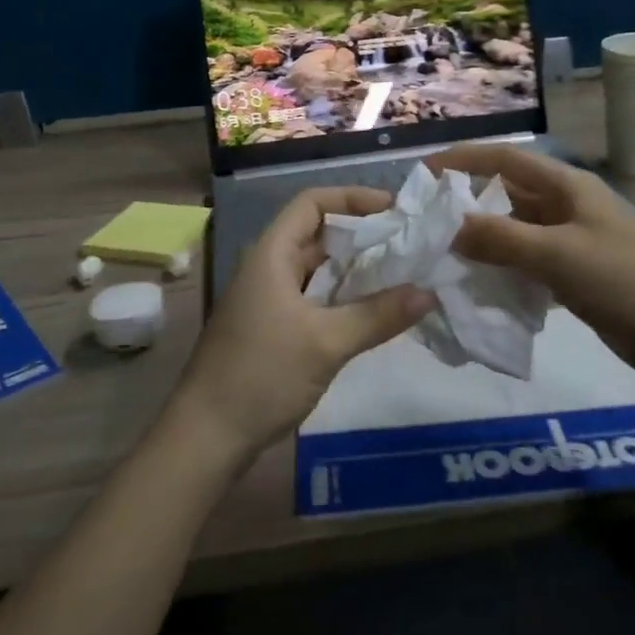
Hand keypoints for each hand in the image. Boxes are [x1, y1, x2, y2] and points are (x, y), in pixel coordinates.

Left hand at [172, 187, 432, 465]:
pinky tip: (373, 310)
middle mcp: (268, 268)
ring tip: (401, 273)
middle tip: (409, 244)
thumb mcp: (325, 343)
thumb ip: (377, 315)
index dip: (352, 198)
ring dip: (355, 268)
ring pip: (317, 269)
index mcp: (271, 255)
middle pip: (318, 234)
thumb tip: (428, 293)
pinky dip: (343, 296)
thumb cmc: (261, 375)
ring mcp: (268, 299)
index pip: (312, 203)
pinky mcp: (272, 327)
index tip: (394, 210)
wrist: (206, 436)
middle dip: (362, 235)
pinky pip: (313, 297)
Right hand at [429, 144, 634, 388]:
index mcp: (565, 187)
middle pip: (505, 194)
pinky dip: (501, 270)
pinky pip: (526, 263)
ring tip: (439, 255)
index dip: (463, 160)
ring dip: (481, 240)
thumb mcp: (559, 255)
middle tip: (423, 223)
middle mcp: (565, 207)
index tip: (422, 173)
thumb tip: (448, 228)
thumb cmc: (626, 281)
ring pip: (513, 231)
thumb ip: (501, 238)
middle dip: (466, 203)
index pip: (504, 159)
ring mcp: (570, 242)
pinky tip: (476, 286)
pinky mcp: (573, 275)